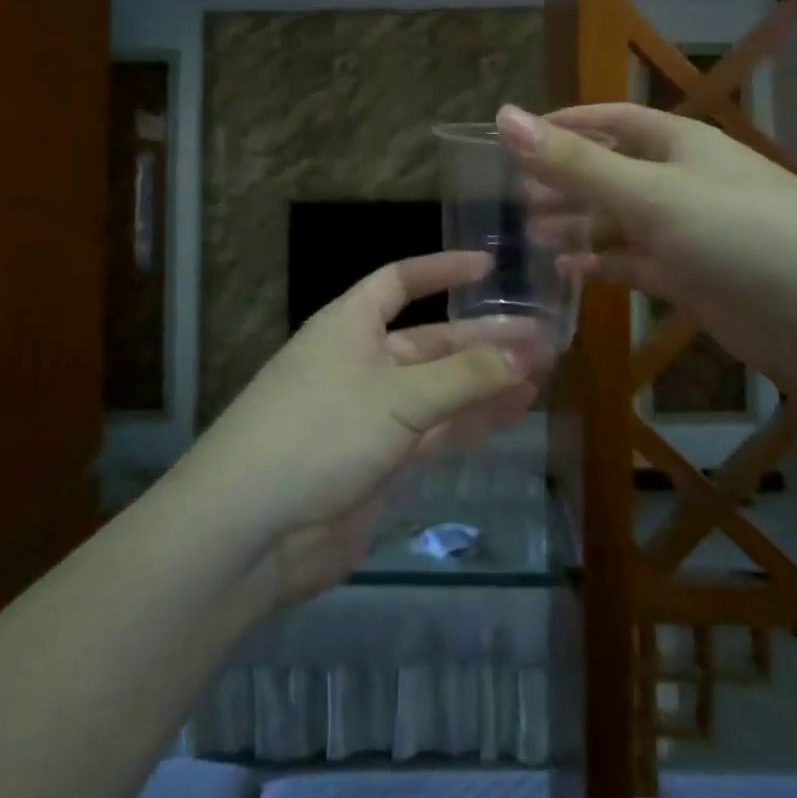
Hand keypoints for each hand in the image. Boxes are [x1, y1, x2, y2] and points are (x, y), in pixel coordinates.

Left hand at [181, 252, 545, 605]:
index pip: (399, 281)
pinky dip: (474, 420)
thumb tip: (527, 352)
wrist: (253, 530)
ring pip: (442, 389)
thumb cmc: (320, 431)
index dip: (441, 271)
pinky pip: (439, 431)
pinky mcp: (384, 462)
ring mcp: (374, 414)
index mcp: (351, 324)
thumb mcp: (398, 395)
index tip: (489, 267)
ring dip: (487, 381)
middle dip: (484, 339)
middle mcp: (363, 361)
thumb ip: (465, 376)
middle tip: (543, 338)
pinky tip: (515, 411)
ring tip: (543, 372)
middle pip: (432, 340)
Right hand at [498, 102, 796, 381]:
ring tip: (529, 233)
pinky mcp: (691, 275)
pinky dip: (602, 263)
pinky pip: (634, 262)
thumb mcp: (650, 193)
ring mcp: (686, 230)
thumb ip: (576, 162)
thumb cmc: (739, 233)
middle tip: (512, 196)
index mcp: (676, 144)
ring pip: (617, 220)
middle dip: (563, 180)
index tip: (514, 138)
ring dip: (576, 223)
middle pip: (609, 171)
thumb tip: (506, 115)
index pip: (610, 120)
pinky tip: (570, 269)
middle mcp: (679, 180)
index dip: (564, 124)